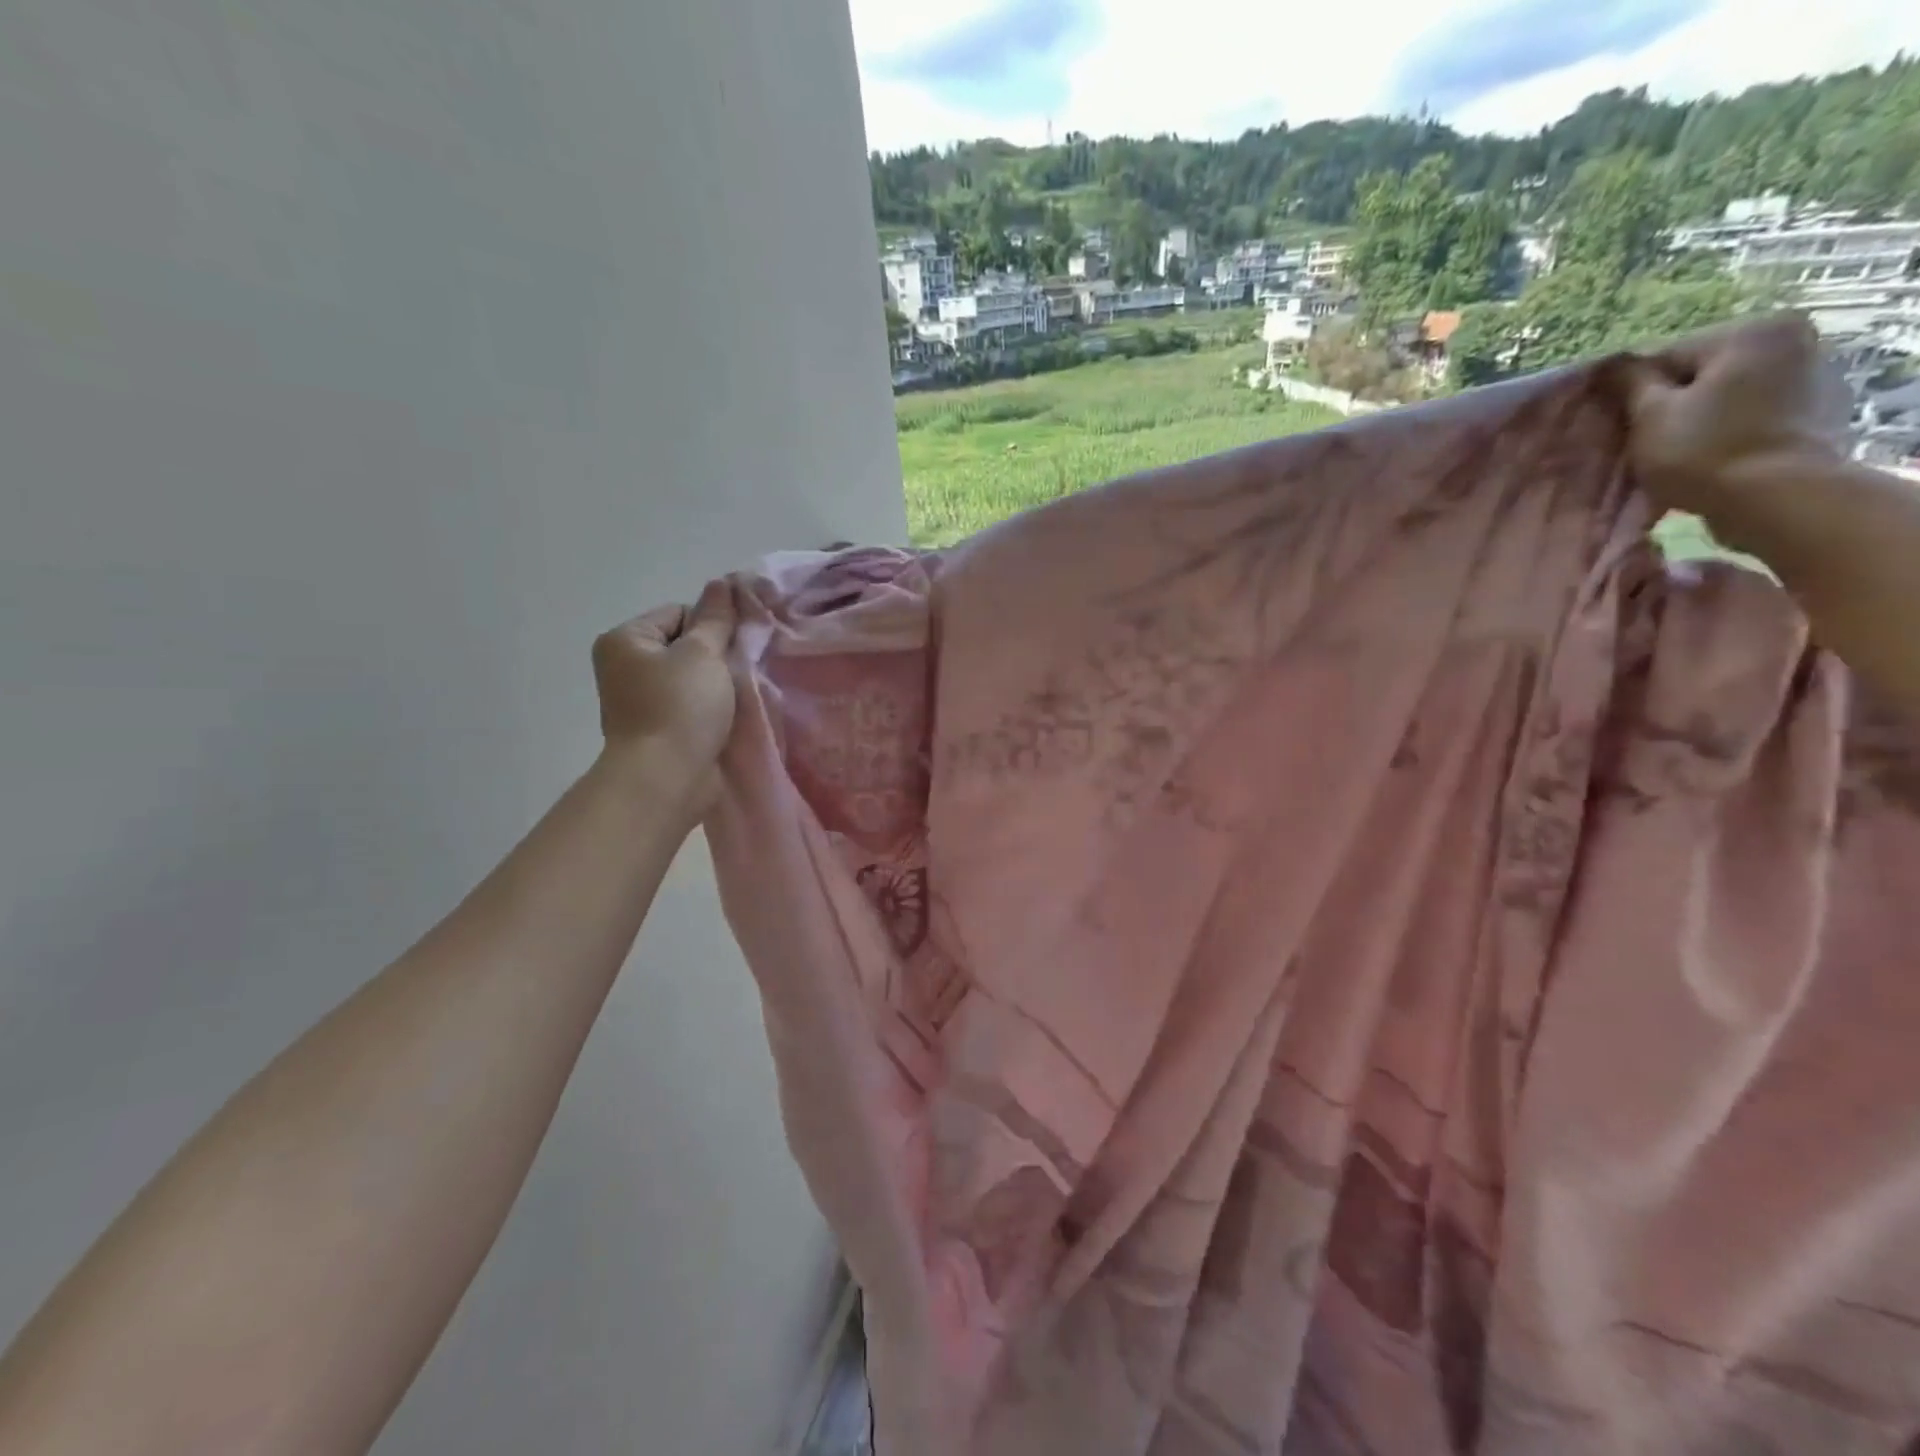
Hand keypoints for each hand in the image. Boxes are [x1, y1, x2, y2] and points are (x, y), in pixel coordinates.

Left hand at [591, 580, 737, 814]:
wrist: (666, 779)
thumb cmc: (680, 708)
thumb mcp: (703, 654)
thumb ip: (716, 619)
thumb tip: (722, 584)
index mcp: (625, 640)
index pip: (679, 612)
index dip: (712, 625)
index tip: (735, 646)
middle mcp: (625, 667)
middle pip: (685, 645)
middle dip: (715, 656)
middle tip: (740, 671)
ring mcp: (640, 701)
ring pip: (691, 678)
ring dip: (717, 685)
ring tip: (738, 695)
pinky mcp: (659, 730)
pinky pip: (691, 706)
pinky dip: (711, 709)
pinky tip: (729, 716)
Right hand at [1622, 312, 1841, 517]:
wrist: (1778, 498)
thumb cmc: (1704, 451)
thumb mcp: (1649, 415)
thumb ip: (1628, 383)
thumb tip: (1608, 366)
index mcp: (1750, 331)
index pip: (1666, 358)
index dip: (1635, 395)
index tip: (1622, 427)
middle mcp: (1793, 339)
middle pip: (1701, 373)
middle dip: (1671, 404)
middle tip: (1648, 443)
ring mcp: (1815, 374)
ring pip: (1728, 394)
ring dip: (1700, 418)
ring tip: (1680, 454)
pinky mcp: (1820, 410)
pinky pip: (1756, 413)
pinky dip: (1731, 429)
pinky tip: (1715, 457)